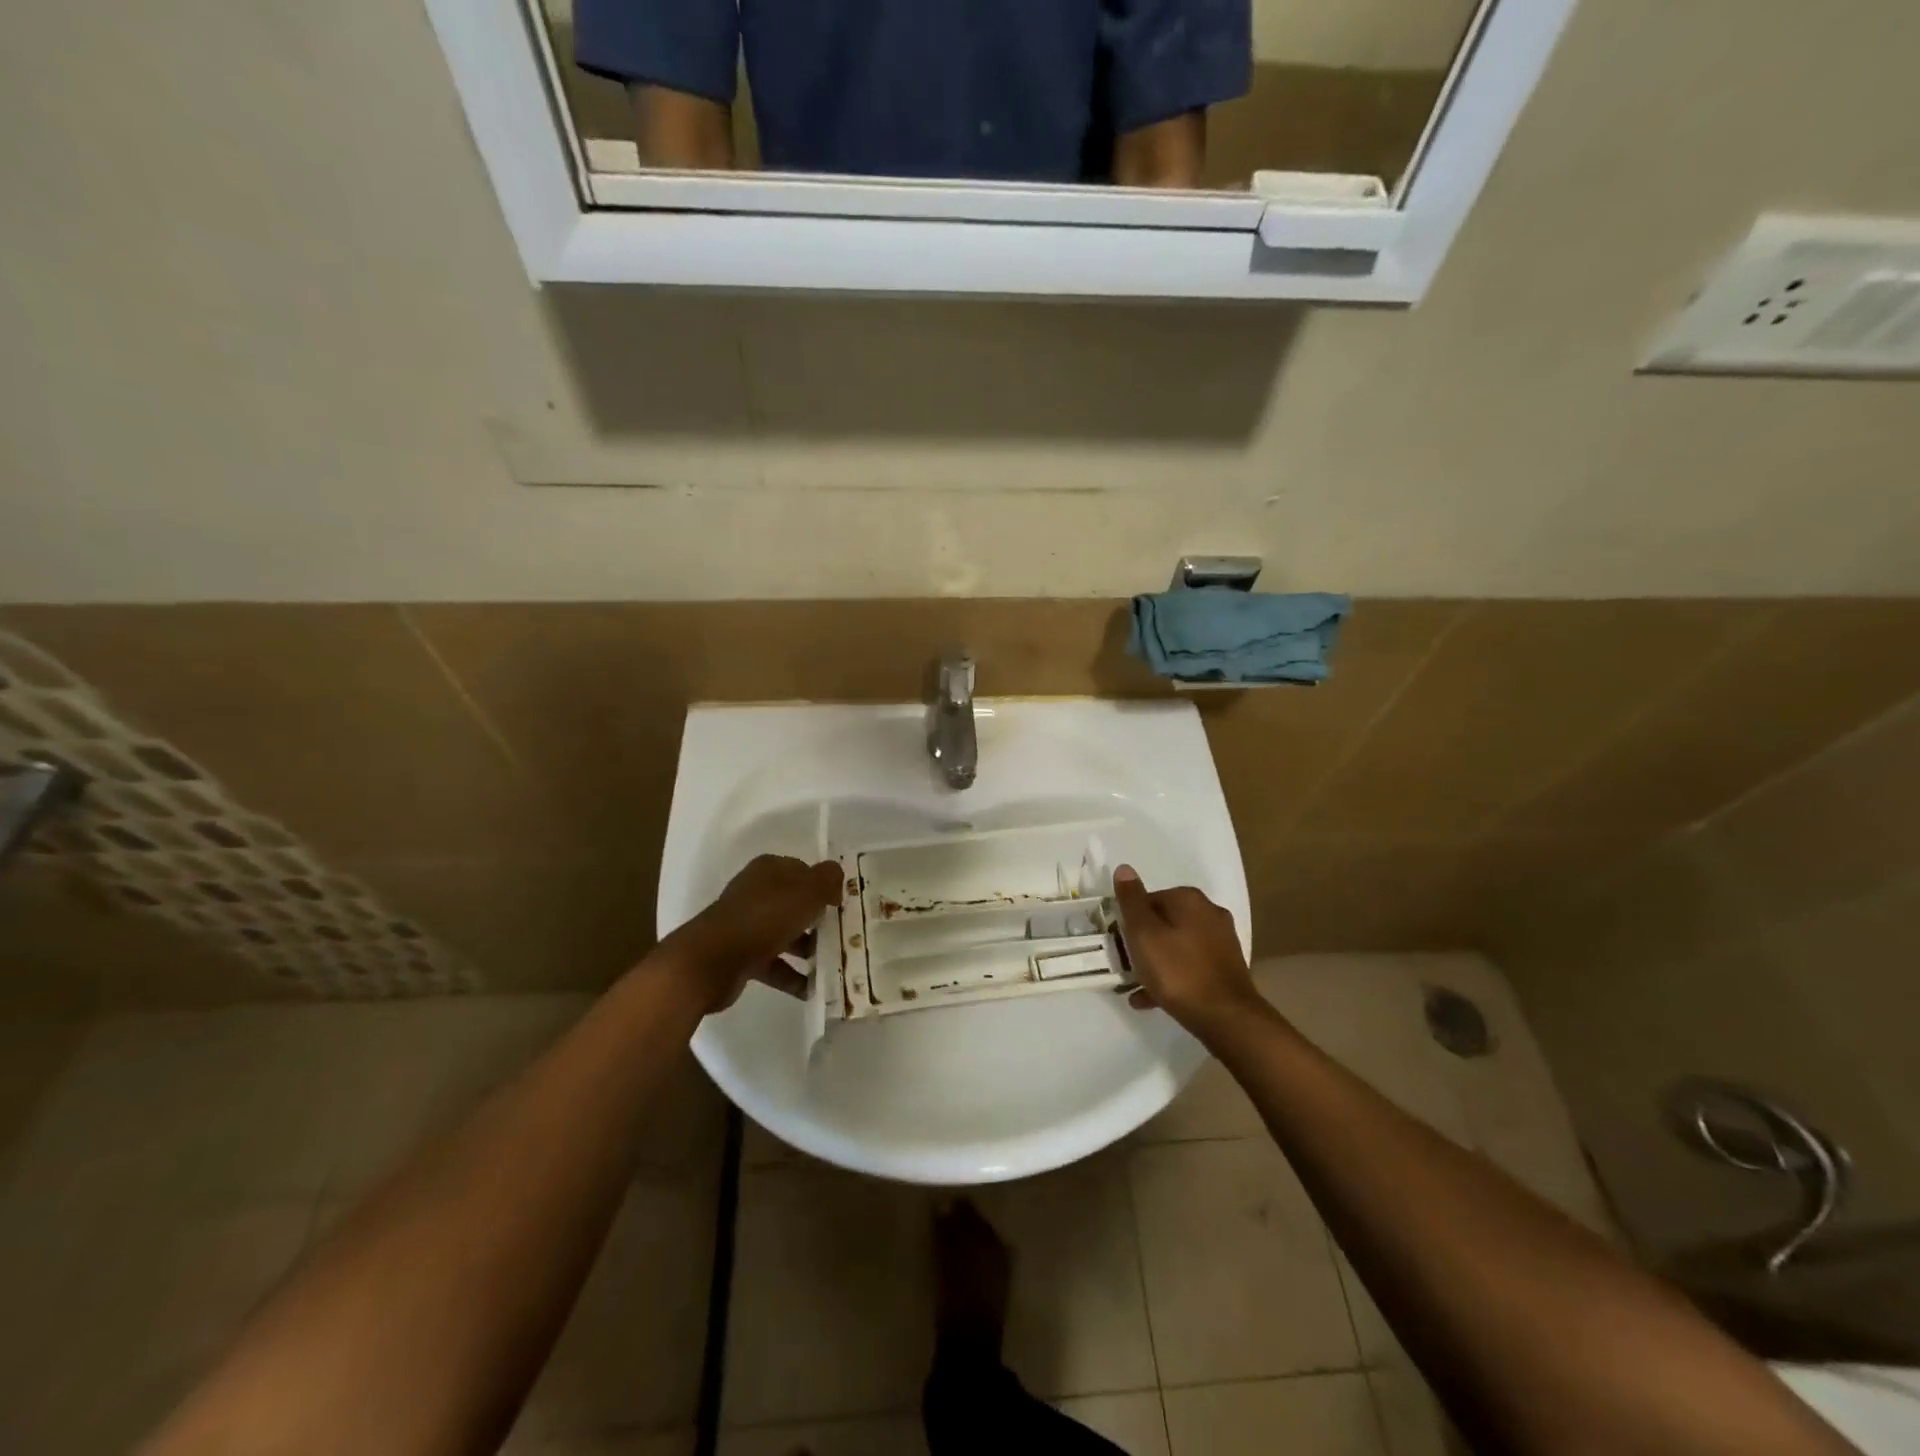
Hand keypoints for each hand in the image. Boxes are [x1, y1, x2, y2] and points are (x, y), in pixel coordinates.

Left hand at [666, 854, 843, 1013]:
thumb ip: (828, 879)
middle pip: (795, 904)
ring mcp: (746, 925)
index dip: (824, 887)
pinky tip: (812, 990)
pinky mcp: (740, 955)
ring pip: (786, 934)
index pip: (804, 871)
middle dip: (819, 921)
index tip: (842, 907)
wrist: (711, 961)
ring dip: (808, 950)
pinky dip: (792, 976)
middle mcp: (756, 893)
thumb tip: (836, 878)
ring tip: (831, 967)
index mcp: (769, 870)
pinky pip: (774, 963)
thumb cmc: (764, 918)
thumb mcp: (806, 892)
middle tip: (842, 938)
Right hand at [1112, 865, 1260, 1032]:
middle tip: (1125, 964)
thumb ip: (1131, 901)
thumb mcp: (1144, 934)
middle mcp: (1209, 913)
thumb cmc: (1178, 972)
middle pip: (1163, 922)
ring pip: (1176, 945)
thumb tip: (1124, 868)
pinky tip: (1152, 998)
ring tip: (1135, 986)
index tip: (1119, 943)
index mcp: (1189, 899)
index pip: (1148, 900)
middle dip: (1142, 942)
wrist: (1227, 1018)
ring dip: (1155, 962)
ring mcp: (1221, 941)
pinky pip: (1190, 966)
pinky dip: (1172, 977)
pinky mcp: (1226, 967)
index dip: (1129, 921)